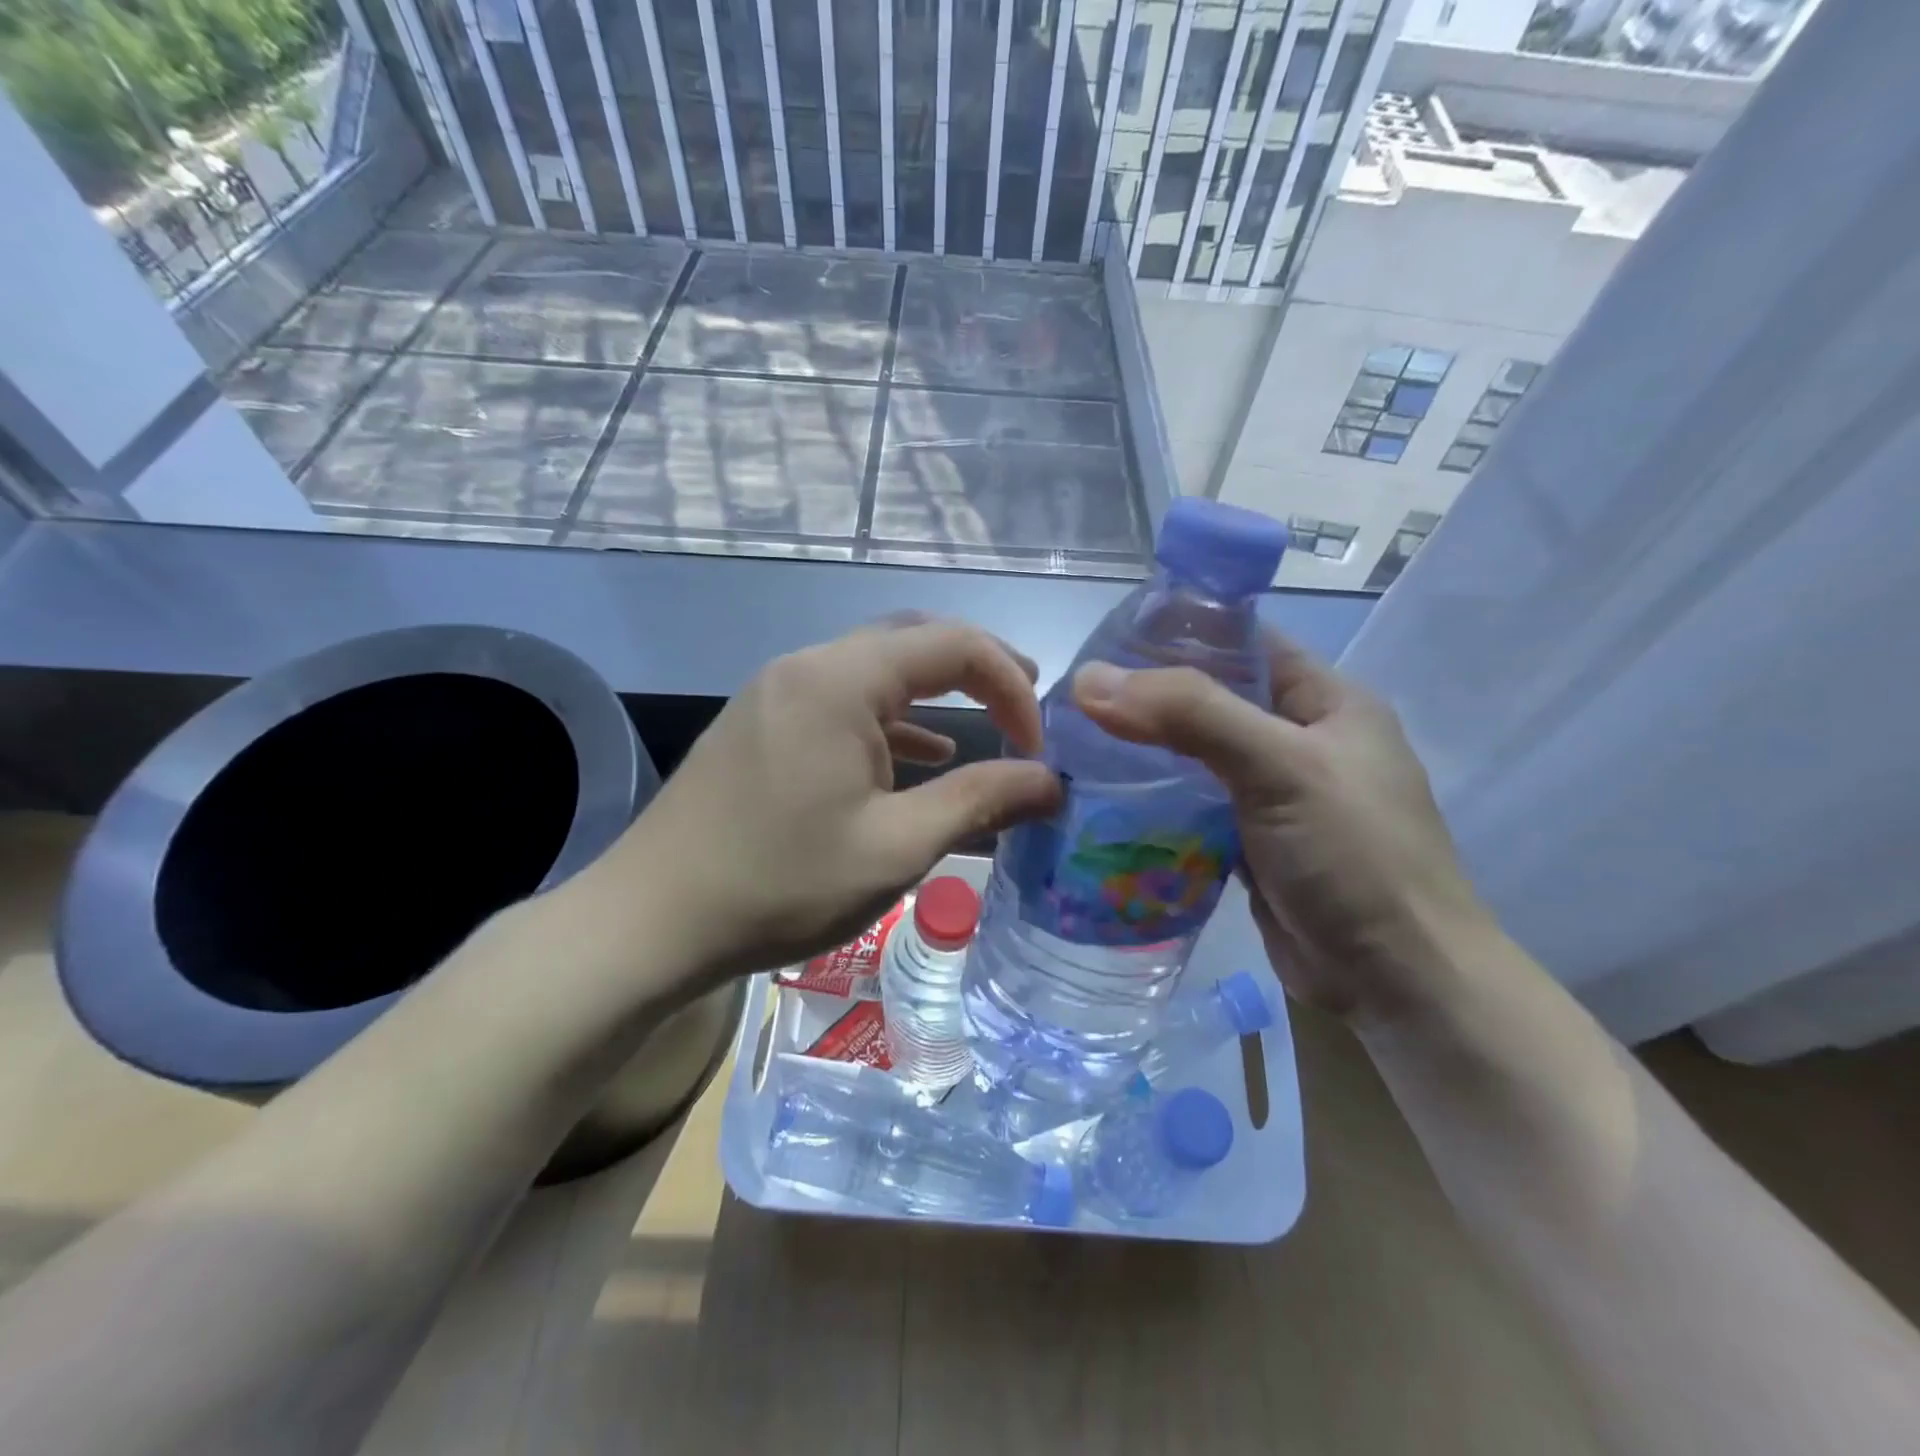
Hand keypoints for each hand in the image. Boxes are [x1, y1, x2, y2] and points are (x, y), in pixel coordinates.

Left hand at [595, 617, 1062, 985]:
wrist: (650, 922)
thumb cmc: (782, 884)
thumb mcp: (896, 848)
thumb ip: (982, 802)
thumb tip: (1052, 782)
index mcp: (840, 679)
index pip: (953, 644)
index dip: (1011, 685)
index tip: (1039, 746)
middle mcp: (807, 666)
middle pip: (913, 641)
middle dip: (978, 670)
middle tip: (1027, 710)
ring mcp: (776, 692)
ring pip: (876, 670)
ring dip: (935, 694)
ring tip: (988, 723)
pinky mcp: (761, 724)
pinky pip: (842, 702)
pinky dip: (891, 720)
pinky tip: (917, 757)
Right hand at [1070, 633, 1489, 1025]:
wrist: (1396, 984)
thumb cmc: (1354, 859)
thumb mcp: (1280, 768)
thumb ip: (1190, 714)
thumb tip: (1089, 679)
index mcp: (1325, 701)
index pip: (1243, 641)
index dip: (1178, 632)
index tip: (1105, 640)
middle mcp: (1299, 740)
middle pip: (1210, 699)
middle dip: (1147, 697)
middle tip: (1075, 698)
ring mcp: (1274, 794)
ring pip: (1195, 755)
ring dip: (1143, 751)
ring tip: (1073, 743)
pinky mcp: (1249, 842)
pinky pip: (1192, 806)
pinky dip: (1153, 801)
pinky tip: (1102, 799)